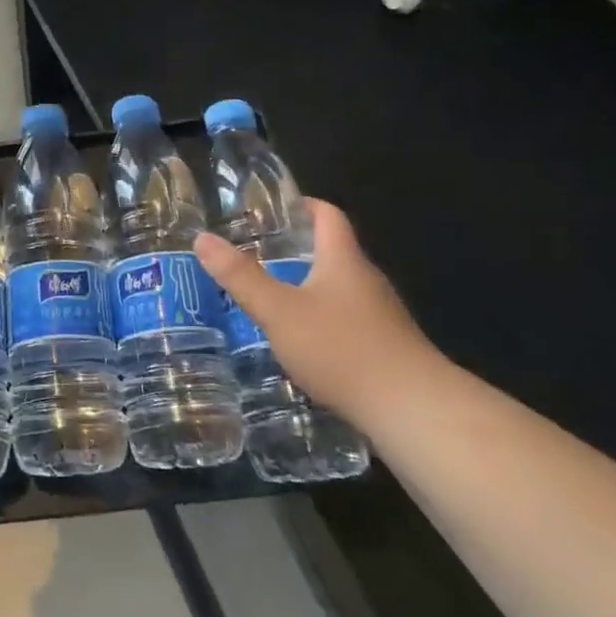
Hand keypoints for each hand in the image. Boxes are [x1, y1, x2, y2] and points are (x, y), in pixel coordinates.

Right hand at [193, 199, 441, 424]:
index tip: (271, 210)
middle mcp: (366, 280)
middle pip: (332, 252)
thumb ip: (240, 277)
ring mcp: (381, 316)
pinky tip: (301, 343)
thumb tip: (202, 238)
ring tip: (269, 298)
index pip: (327, 215)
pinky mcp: (387, 349)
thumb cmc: (342, 348)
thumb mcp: (279, 311)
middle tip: (254, 256)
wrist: (413, 411)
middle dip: (295, 250)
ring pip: (339, 289)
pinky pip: (348, 321)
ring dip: (307, 288)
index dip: (302, 205)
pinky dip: (322, 321)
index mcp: (343, 260)